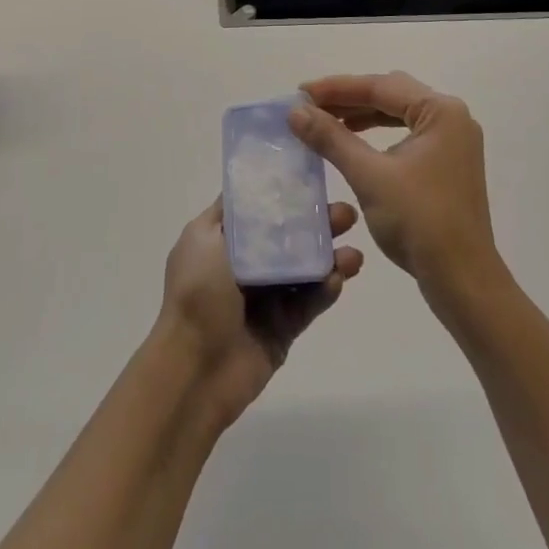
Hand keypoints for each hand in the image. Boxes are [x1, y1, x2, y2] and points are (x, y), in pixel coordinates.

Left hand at [156, 196, 363, 427]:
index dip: (283, 194)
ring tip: (354, 255)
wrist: (194, 369)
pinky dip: (324, 291)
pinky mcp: (282, 327)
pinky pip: (308, 303)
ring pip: (304, 269)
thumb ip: (232, 212)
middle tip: (347, 215)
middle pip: (287, 237)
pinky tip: (339, 279)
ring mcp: (265, 297)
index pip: (257, 209)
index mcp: (222, 240)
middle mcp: (244, 264)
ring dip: (329, 258)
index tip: (314, 180)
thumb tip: (250, 185)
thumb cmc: (197, 294)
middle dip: (317, 224)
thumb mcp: (204, 239)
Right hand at [291, 73, 506, 307]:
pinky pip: (407, 134)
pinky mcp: (448, 163)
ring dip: (362, 116)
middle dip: (349, 98)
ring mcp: (453, 141)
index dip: (336, 88)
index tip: (300, 92)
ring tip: (325, 121)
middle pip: (391, 94)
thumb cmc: (419, 221)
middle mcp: (452, 118)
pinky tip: (353, 143)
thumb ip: (331, 138)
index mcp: (441, 111)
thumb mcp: (369, 176)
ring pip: (398, 114)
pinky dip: (378, 134)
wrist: (462, 280)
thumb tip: (295, 111)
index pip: (381, 86)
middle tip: (310, 105)